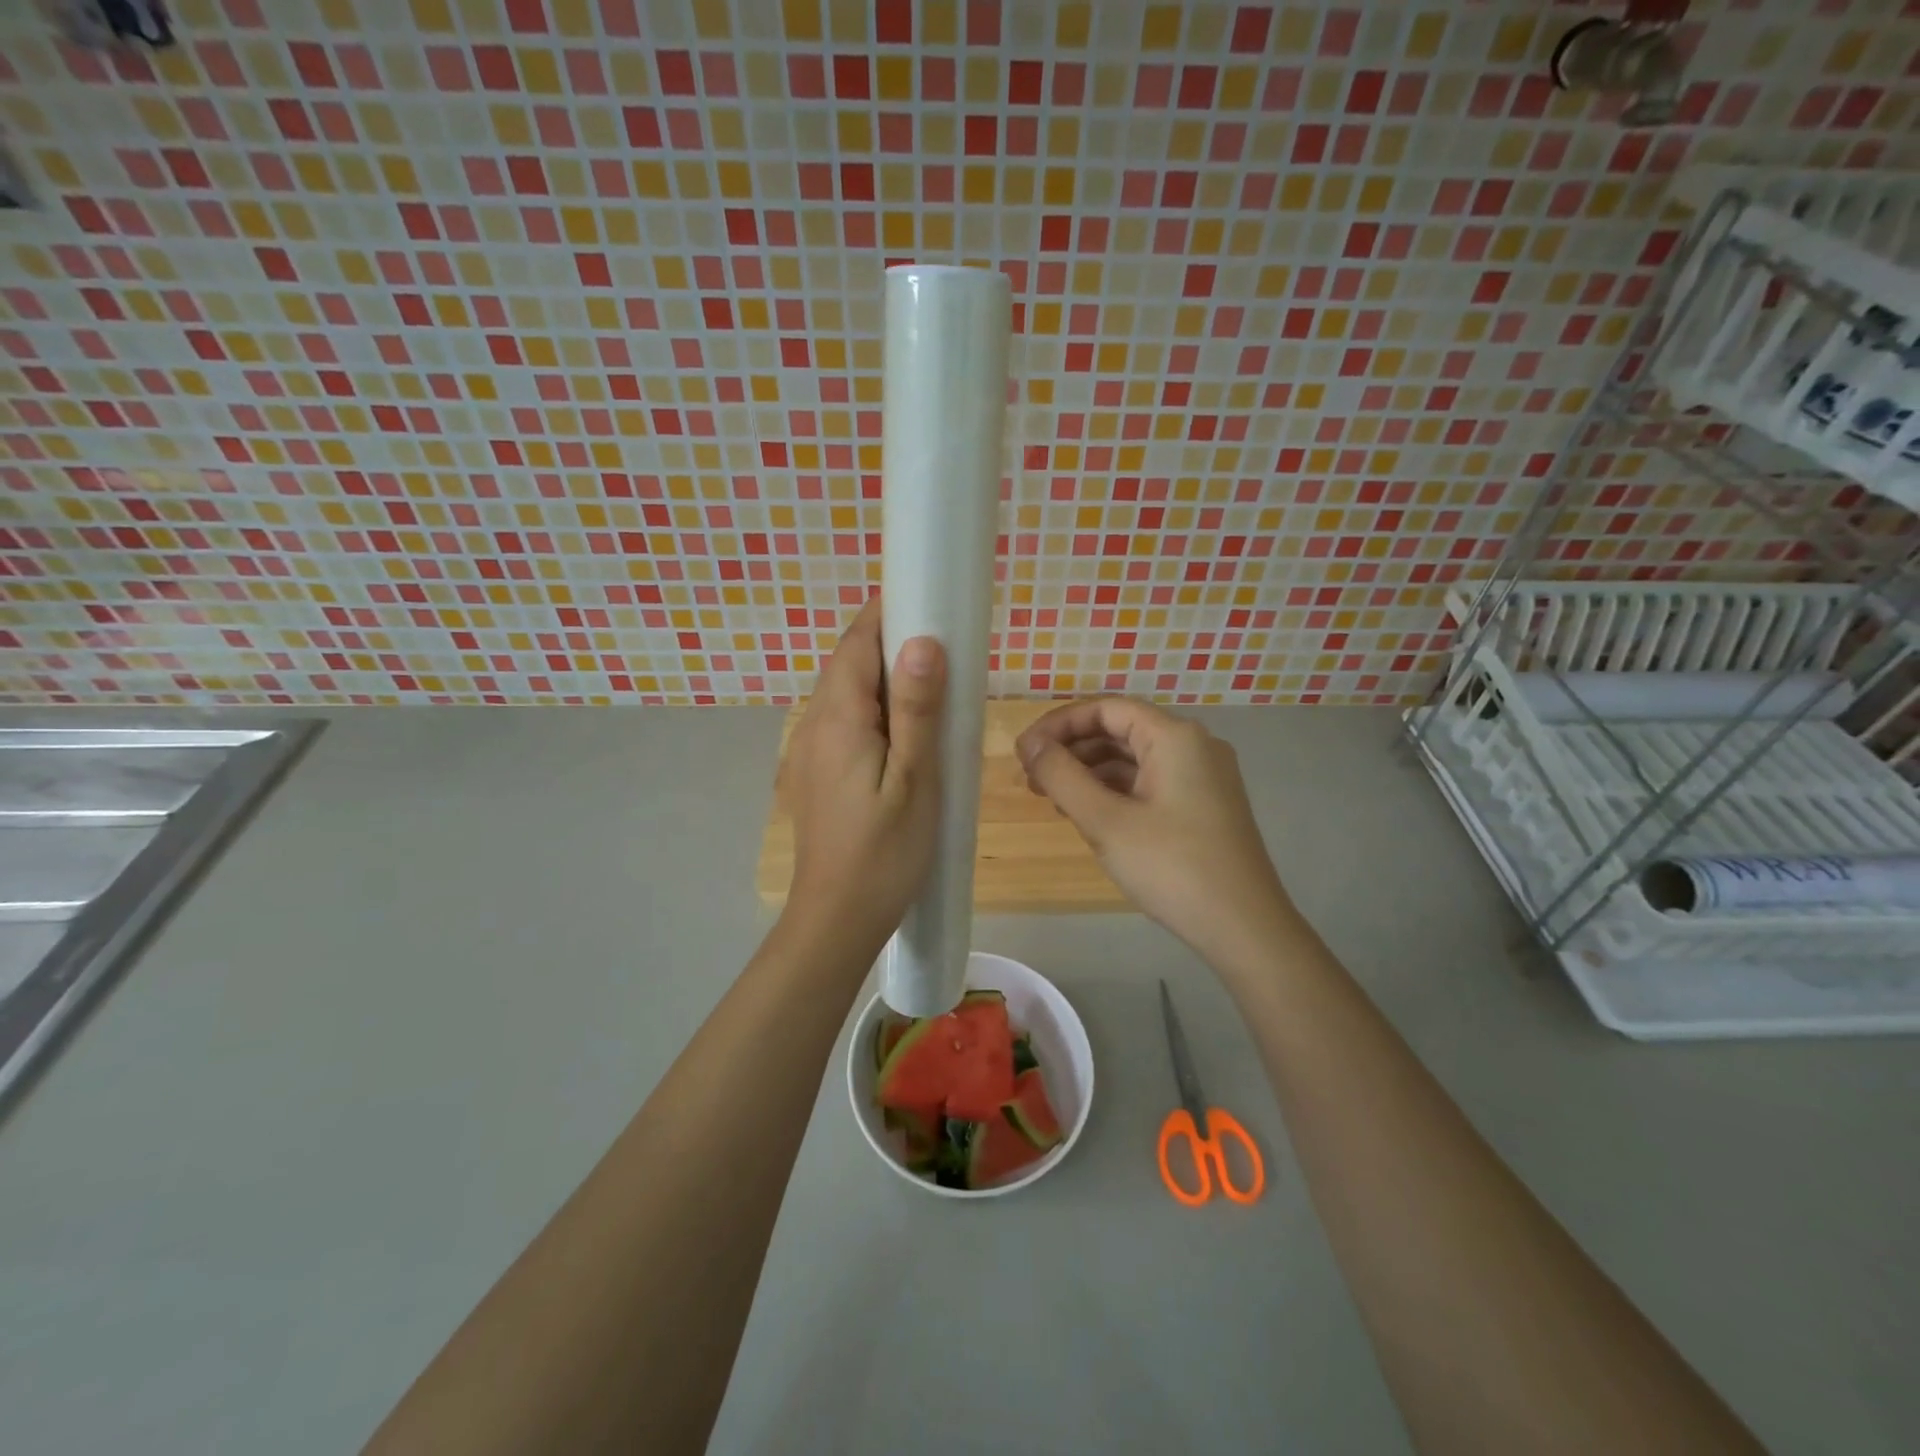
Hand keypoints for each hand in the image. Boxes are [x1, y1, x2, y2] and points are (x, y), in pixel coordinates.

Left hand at [782, 598, 945, 954]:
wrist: (837, 918)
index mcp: (838, 719)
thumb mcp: (914, 780)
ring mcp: (809, 750)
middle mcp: (813, 724)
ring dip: (882, 677)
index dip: (886, 613)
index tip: (927, 597)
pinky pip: (843, 721)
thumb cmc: (884, 852)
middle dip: (889, 642)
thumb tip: (921, 641)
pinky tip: (904, 730)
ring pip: (845, 693)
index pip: (856, 643)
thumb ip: (916, 710)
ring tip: (932, 683)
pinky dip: (874, 708)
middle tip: (944, 642)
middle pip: (848, 664)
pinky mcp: (815, 772)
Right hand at [1017, 698, 1292, 966]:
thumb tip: (1030, 743)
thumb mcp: (1105, 821)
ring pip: (1134, 758)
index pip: (1105, 709)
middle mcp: (1193, 746)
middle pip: (1120, 730)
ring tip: (1052, 800)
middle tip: (1031, 779)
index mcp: (1175, 737)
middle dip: (1071, 750)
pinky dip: (1115, 791)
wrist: (1245, 928)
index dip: (1058, 725)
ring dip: (1090, 772)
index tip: (1023, 752)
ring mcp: (1203, 776)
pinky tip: (1089, 815)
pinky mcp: (1205, 805)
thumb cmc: (1171, 868)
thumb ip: (1062, 776)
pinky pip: (1150, 782)